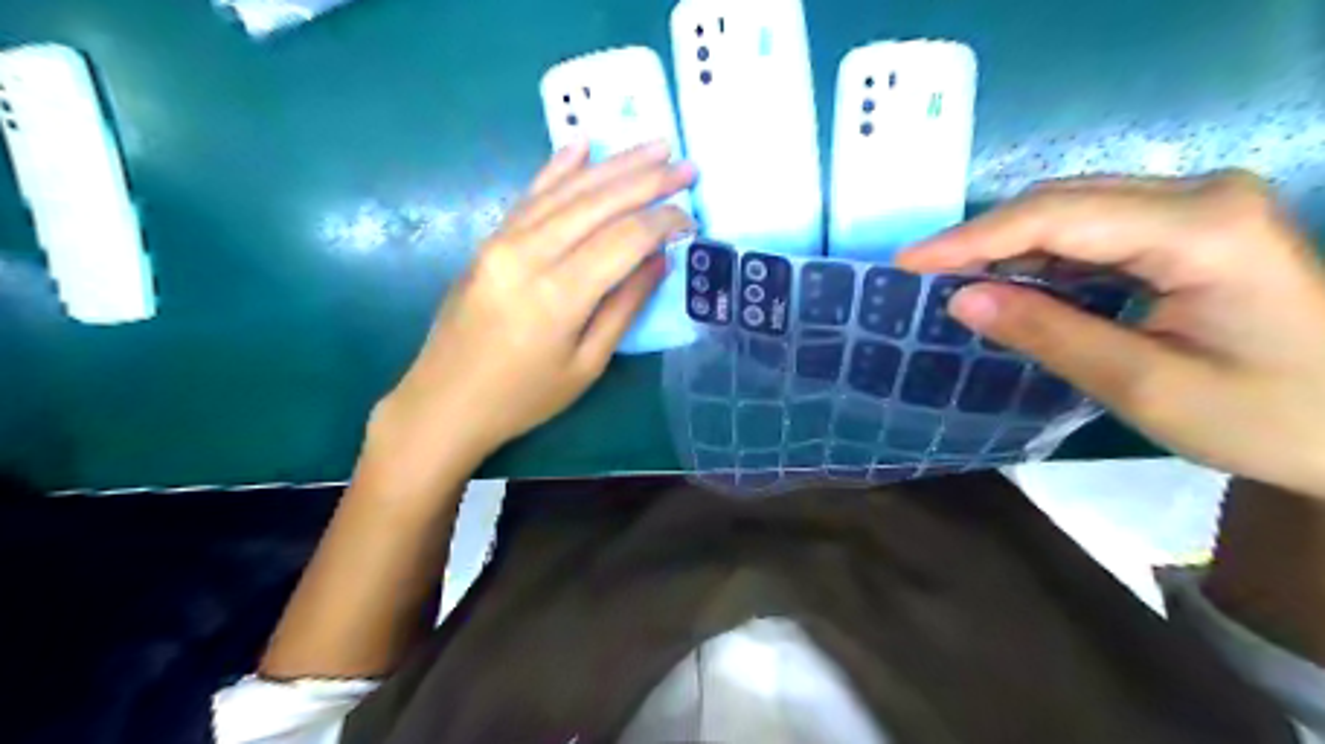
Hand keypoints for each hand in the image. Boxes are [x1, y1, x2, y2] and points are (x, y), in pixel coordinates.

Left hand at [369, 139, 695, 471]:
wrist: (444, 402)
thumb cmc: (523, 398)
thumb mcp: (586, 365)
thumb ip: (625, 306)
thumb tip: (659, 259)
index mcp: (559, 294)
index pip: (624, 239)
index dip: (663, 222)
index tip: (691, 218)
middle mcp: (529, 254)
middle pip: (599, 202)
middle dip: (648, 180)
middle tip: (686, 165)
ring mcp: (502, 241)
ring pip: (567, 191)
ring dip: (614, 165)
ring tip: (654, 145)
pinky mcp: (488, 241)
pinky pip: (530, 195)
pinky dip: (558, 168)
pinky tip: (581, 145)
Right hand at [894, 171, 1323, 500]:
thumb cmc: (1267, 417)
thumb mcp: (1144, 386)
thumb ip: (1047, 334)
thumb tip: (960, 300)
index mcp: (1201, 229)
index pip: (1055, 217)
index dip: (972, 239)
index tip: (907, 261)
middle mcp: (1201, 195)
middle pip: (1061, 201)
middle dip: (984, 238)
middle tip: (922, 273)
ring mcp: (1200, 206)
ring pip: (1072, 209)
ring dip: (1009, 244)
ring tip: (954, 278)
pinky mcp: (1193, 225)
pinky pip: (1095, 227)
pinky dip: (1042, 254)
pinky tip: (1012, 279)